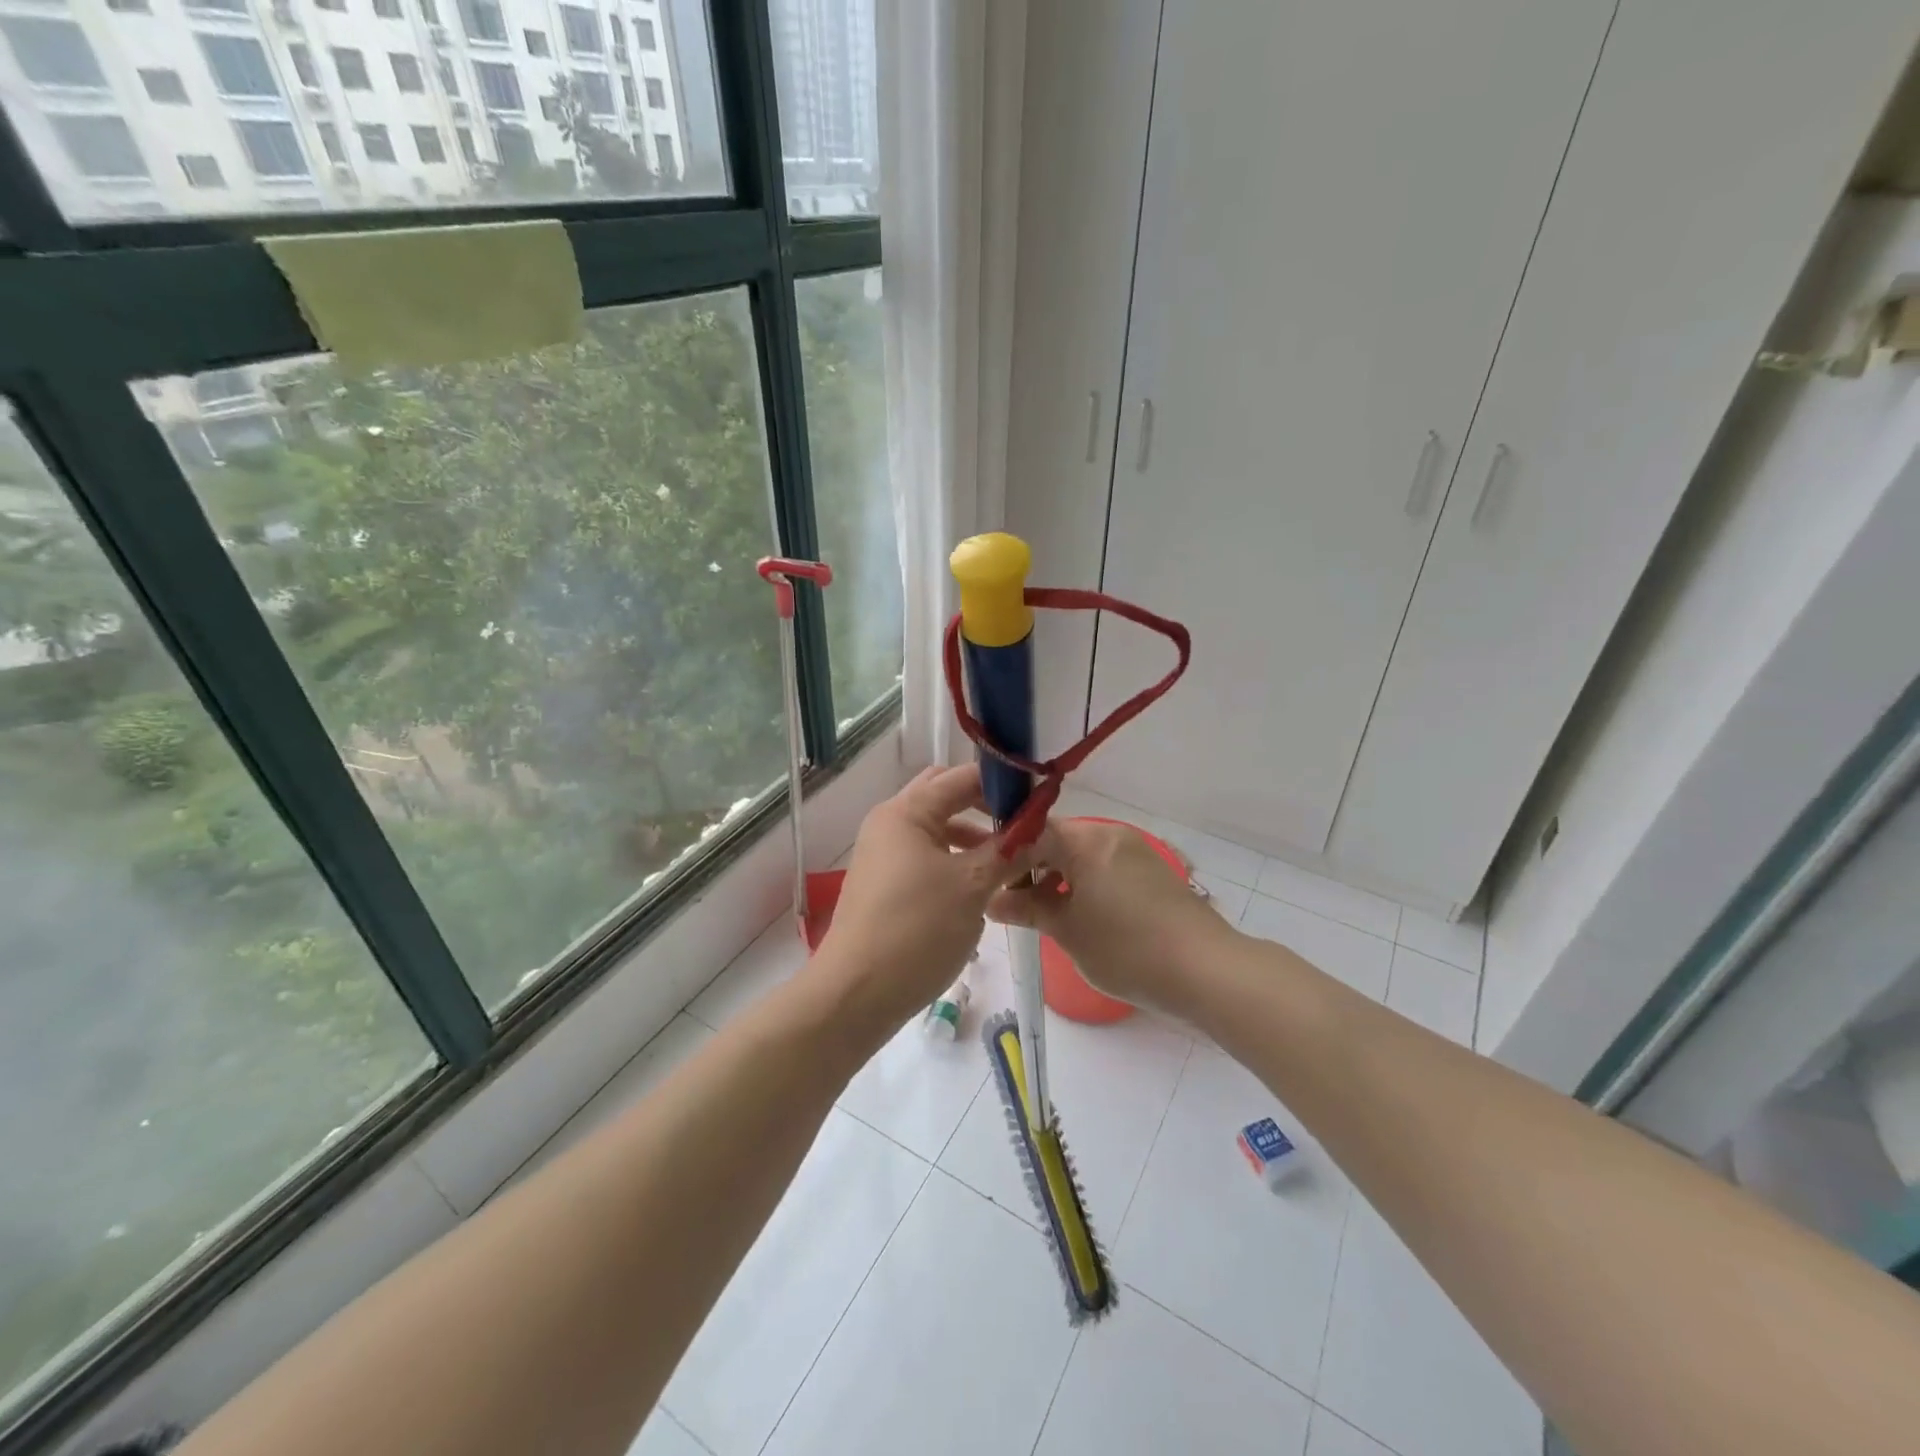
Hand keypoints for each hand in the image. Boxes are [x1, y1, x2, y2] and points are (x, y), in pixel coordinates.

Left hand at [816, 765, 1029, 1031]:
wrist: (857, 995)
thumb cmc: (916, 930)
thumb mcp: (972, 887)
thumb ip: (1009, 852)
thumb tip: (1041, 830)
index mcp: (906, 812)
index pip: (961, 777)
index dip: (1002, 782)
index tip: (1041, 798)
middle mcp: (891, 824)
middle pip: (945, 798)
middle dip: (986, 806)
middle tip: (1025, 824)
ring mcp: (886, 855)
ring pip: (938, 830)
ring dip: (974, 836)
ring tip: (1012, 857)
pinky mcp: (887, 885)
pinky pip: (929, 858)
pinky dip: (957, 861)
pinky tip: (983, 885)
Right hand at [988, 817, 1236, 1015]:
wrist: (1205, 970)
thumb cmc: (1126, 948)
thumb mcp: (1067, 931)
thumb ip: (1028, 909)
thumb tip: (994, 900)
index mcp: (1085, 841)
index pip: (1030, 833)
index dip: (1004, 856)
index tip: (986, 882)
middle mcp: (1110, 836)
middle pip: (1056, 840)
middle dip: (1029, 867)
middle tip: (1009, 901)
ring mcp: (1134, 851)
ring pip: (1080, 855)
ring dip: (1056, 877)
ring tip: (1041, 913)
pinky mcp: (1152, 872)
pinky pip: (1104, 867)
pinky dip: (1083, 883)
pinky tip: (1077, 915)